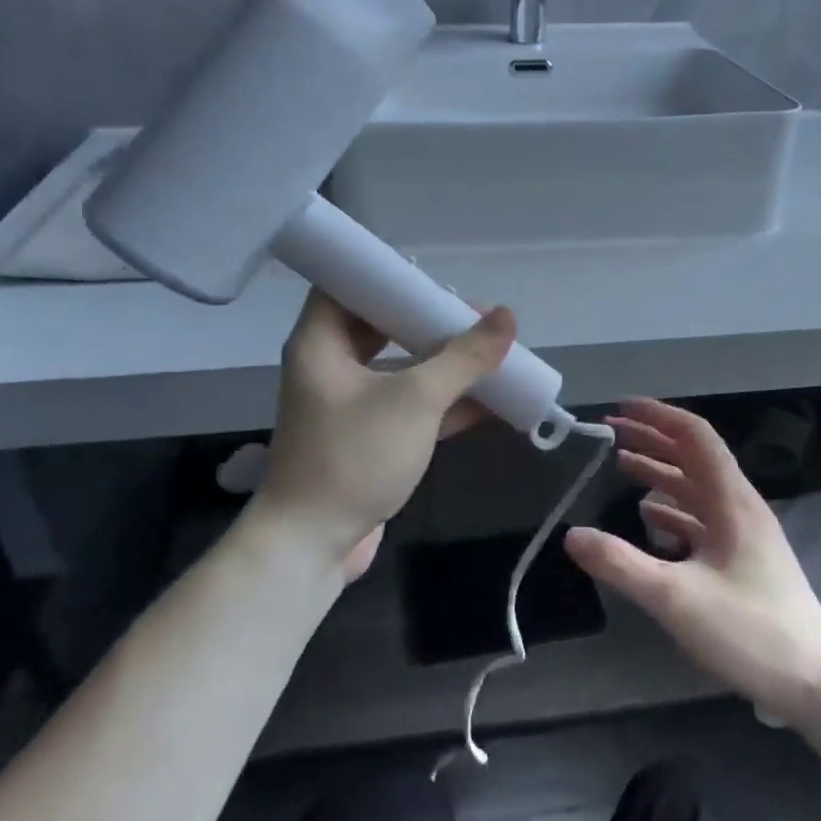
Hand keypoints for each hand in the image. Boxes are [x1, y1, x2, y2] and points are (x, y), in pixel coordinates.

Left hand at [255, 291, 516, 578]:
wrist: (313, 545)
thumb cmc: (354, 457)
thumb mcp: (414, 400)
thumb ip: (463, 358)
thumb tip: (507, 317)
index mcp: (321, 343)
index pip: (347, 285)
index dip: (388, 276)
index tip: (434, 277)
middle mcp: (331, 366)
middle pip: (382, 326)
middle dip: (430, 321)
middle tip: (474, 316)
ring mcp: (351, 405)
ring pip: (402, 368)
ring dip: (445, 363)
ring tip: (492, 352)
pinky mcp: (370, 438)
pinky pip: (411, 406)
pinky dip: (446, 402)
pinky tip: (493, 400)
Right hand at [564, 399, 820, 723]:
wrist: (816, 682)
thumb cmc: (749, 631)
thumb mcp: (675, 598)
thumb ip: (620, 564)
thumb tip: (571, 535)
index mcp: (731, 500)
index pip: (695, 436)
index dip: (657, 416)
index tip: (620, 409)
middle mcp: (739, 507)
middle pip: (693, 457)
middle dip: (652, 439)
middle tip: (610, 433)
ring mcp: (744, 534)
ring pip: (696, 488)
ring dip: (660, 473)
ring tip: (622, 465)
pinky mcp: (743, 560)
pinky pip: (702, 519)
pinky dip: (672, 509)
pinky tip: (650, 518)